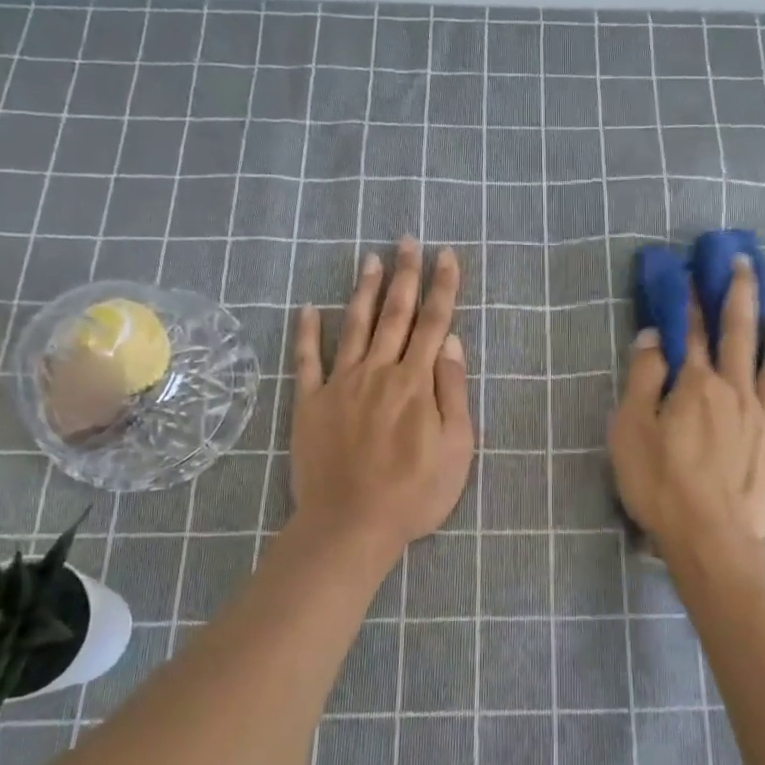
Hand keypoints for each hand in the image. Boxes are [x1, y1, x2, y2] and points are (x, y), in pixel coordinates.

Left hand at [290, 238, 474, 556]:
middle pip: (394, 314)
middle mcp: (378, 371)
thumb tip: (449, 341)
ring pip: (355, 326)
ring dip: (364, 290)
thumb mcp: (456, 448)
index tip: (446, 255)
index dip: (442, 287)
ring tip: (370, 258)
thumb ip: (453, 391)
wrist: (351, 524)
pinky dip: (308, 332)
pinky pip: (307, 360)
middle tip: (407, 240)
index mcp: (416, 382)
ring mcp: (340, 384)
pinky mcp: (310, 403)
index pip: (433, 322)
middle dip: (404, 275)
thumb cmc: (415, 492)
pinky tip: (309, 308)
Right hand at [608, 255, 764, 554]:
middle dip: (741, 295)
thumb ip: (643, 379)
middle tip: (745, 264)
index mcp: (697, 385)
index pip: (693, 334)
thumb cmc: (660, 484)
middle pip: (741, 334)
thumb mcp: (631, 429)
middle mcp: (737, 390)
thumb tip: (653, 337)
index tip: (693, 274)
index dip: (691, 302)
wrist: (711, 537)